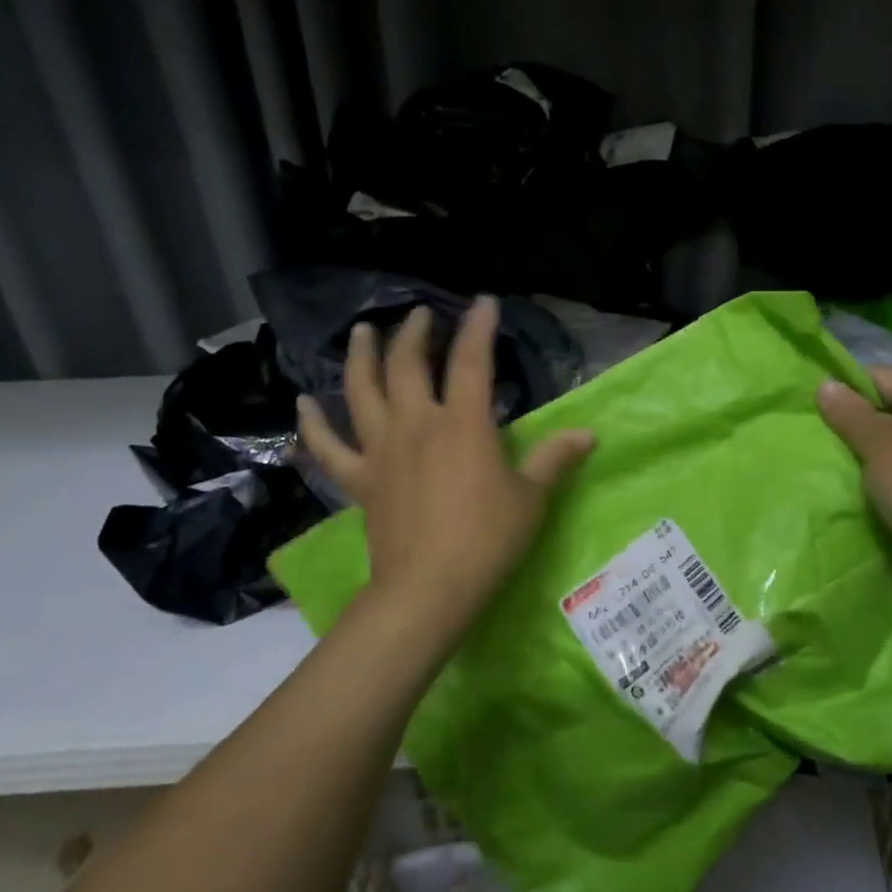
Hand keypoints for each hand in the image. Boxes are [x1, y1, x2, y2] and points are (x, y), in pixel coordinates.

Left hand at [297, 297, 595, 642]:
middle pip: (408, 365)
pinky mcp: (359, 479)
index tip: (483, 302)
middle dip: (415, 333)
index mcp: (462, 424)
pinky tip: (303, 404)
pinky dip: (313, 424)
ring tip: (362, 332)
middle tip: (420, 315)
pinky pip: (328, 446)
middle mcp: (416, 424)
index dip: (478, 327)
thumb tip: (587, 435)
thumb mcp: (531, 498)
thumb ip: (554, 459)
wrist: (428, 588)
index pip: (471, 361)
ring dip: (362, 357)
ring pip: (362, 391)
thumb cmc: (487, 539)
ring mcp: (381, 450)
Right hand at [816, 367, 891, 573]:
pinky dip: (889, 465)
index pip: (884, 375)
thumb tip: (825, 384)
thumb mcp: (877, 443)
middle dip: (859, 417)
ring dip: (873, 444)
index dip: (848, 386)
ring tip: (841, 455)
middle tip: (825, 431)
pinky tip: (868, 478)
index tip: (818, 404)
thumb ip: (849, 412)